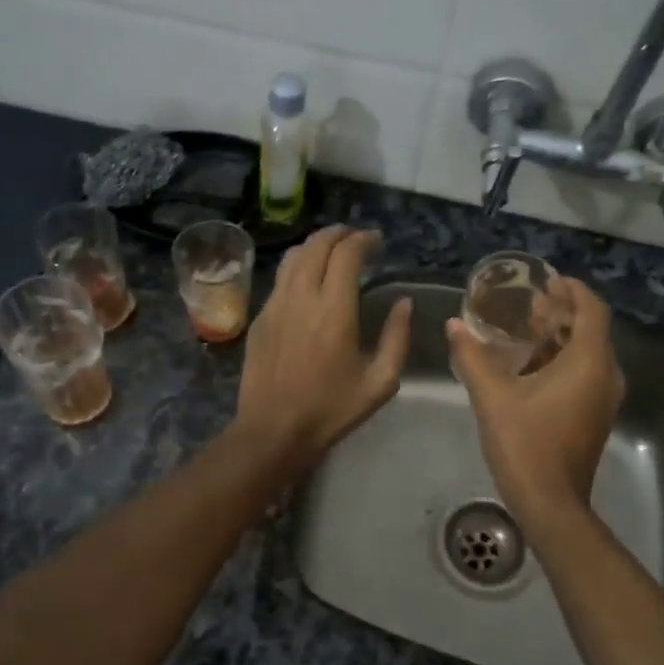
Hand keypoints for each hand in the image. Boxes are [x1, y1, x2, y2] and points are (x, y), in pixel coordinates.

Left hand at [234, 226, 410, 469]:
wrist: (273, 430)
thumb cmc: (331, 409)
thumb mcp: (380, 382)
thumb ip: (396, 337)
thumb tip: (404, 303)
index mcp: (335, 309)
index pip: (347, 253)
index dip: (364, 239)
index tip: (377, 241)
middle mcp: (302, 297)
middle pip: (316, 245)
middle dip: (339, 234)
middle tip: (357, 239)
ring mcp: (275, 304)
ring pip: (293, 256)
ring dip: (315, 246)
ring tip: (332, 252)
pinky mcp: (260, 317)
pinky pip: (280, 278)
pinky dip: (298, 267)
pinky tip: (308, 281)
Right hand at [447, 277, 624, 527]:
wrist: (550, 504)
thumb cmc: (525, 444)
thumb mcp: (492, 397)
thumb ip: (472, 357)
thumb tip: (454, 325)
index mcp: (589, 362)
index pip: (592, 309)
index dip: (573, 290)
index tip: (548, 280)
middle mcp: (606, 375)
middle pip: (591, 329)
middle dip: (563, 312)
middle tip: (530, 303)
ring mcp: (603, 398)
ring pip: (588, 353)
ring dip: (561, 337)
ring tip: (526, 328)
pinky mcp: (595, 416)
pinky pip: (585, 374)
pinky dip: (563, 360)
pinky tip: (530, 365)